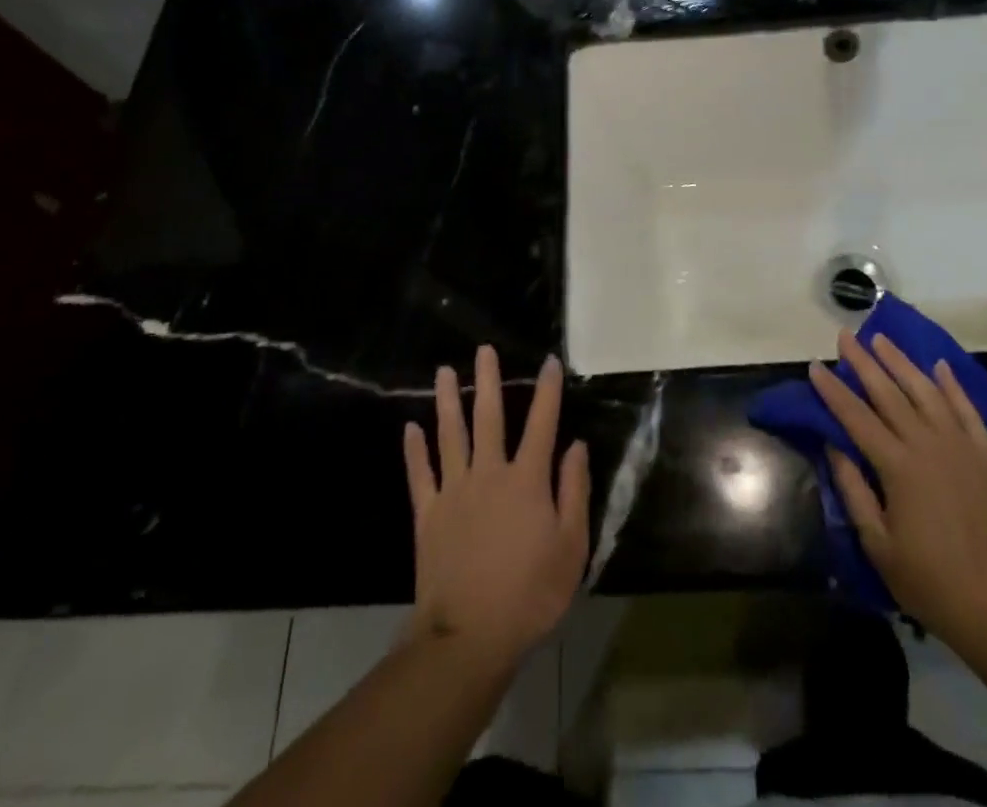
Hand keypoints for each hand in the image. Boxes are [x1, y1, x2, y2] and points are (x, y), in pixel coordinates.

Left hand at [403, 347, 590, 662]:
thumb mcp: (571, 546)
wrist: (469, 637)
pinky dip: (415, 451)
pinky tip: (410, 428)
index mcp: (526, 480)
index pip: (541, 423)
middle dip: (487, 380)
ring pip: (450, 435)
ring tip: (443, 371)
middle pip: (488, 417)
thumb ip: (574, 491)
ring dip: (447, 401)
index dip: (547, 390)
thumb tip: (576, 445)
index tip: (550, 361)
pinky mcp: (428, 515)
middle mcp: (489, 473)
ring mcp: (454, 492)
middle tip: (483, 350)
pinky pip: (420, 475)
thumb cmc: (530, 593)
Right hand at [810, 331, 986, 664]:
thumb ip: (854, 492)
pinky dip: (952, 385)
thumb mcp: (880, 547)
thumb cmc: (935, 584)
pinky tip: (939, 367)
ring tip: (882, 339)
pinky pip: (967, 409)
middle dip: (863, 362)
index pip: (855, 417)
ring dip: (901, 362)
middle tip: (845, 335)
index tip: (815, 365)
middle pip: (888, 393)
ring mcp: (962, 445)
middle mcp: (928, 444)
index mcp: (897, 466)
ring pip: (926, 391)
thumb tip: (834, 448)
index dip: (833, 391)